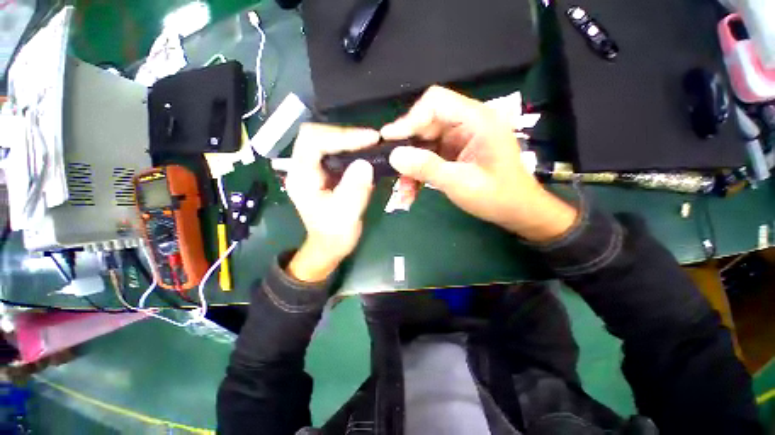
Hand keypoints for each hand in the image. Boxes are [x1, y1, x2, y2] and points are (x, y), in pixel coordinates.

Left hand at [285, 123, 377, 281]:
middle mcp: (302, 167)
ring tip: (370, 142)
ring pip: (325, 139)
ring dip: (348, 138)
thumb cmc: (335, 234)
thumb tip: (365, 163)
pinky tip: (364, 151)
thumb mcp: (346, 214)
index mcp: (302, 177)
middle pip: (316, 134)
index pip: (313, 141)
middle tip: (371, 139)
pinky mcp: (322, 171)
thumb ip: (354, 189)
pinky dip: (349, 147)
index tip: (370, 139)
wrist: (329, 245)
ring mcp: (311, 168)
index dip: (342, 136)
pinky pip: (333, 150)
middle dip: (345, 133)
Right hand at [382, 86, 577, 241]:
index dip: (410, 119)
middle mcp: (466, 124)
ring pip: (423, 143)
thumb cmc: (497, 196)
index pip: (435, 102)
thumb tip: (394, 155)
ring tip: (404, 189)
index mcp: (476, 120)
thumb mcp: (460, 183)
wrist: (516, 211)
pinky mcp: (453, 153)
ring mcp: (458, 139)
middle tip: (391, 168)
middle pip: (425, 123)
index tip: (390, 140)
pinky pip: (428, 157)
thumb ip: (427, 168)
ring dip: (411, 166)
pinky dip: (418, 173)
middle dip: (407, 148)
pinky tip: (412, 191)